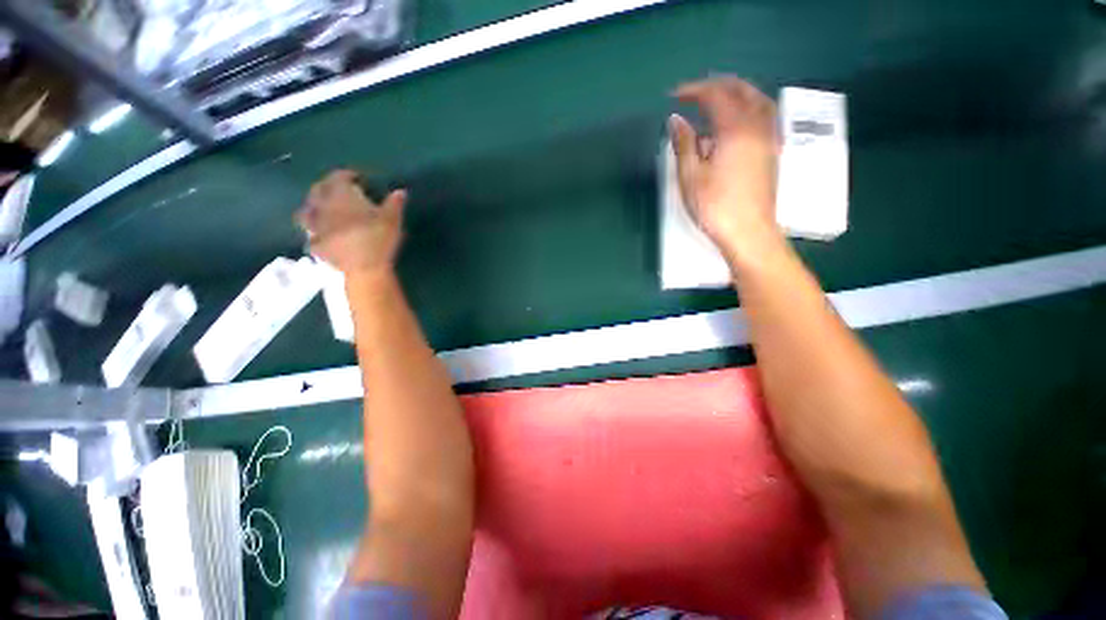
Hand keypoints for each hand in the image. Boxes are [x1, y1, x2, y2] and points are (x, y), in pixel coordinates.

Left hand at [296, 170, 406, 275]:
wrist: (363, 267)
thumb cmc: (378, 238)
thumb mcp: (392, 219)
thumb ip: (394, 203)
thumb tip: (400, 191)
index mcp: (341, 195)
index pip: (338, 177)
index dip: (347, 175)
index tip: (357, 178)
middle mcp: (322, 206)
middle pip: (318, 190)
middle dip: (327, 187)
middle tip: (338, 191)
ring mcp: (315, 226)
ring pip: (306, 211)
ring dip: (313, 208)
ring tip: (322, 212)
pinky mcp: (315, 245)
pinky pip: (310, 235)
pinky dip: (315, 233)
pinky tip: (322, 237)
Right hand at [670, 76, 782, 264]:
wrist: (748, 231)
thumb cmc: (715, 206)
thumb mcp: (690, 176)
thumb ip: (684, 144)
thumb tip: (676, 120)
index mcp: (736, 128)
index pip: (716, 95)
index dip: (694, 90)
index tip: (674, 96)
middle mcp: (758, 125)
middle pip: (741, 90)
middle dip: (716, 86)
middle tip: (693, 94)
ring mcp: (769, 137)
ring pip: (757, 100)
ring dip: (735, 93)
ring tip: (715, 102)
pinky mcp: (772, 151)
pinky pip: (763, 115)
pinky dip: (747, 107)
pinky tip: (734, 122)